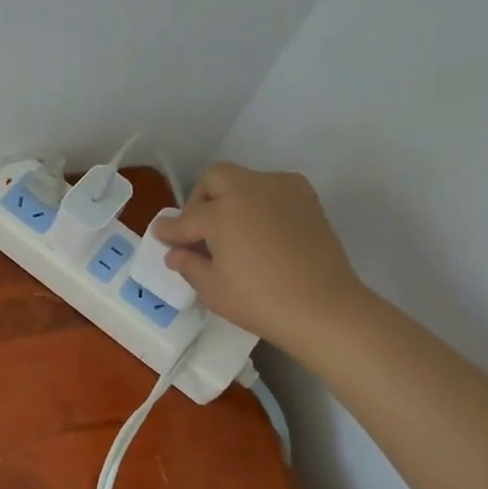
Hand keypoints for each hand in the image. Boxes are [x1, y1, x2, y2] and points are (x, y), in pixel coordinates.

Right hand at [153, 164, 368, 356]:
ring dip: (230, 198)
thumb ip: (189, 265)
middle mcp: (250, 190)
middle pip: (215, 178)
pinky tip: (260, 230)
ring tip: (231, 231)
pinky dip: (259, 202)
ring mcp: (283, 190)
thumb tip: (176, 253)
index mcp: (222, 212)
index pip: (186, 219)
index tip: (161, 236)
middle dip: (200, 200)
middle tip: (198, 230)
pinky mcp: (307, 199)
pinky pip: (272, 189)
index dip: (170, 230)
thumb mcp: (213, 289)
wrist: (326, 309)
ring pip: (245, 180)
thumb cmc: (261, 302)